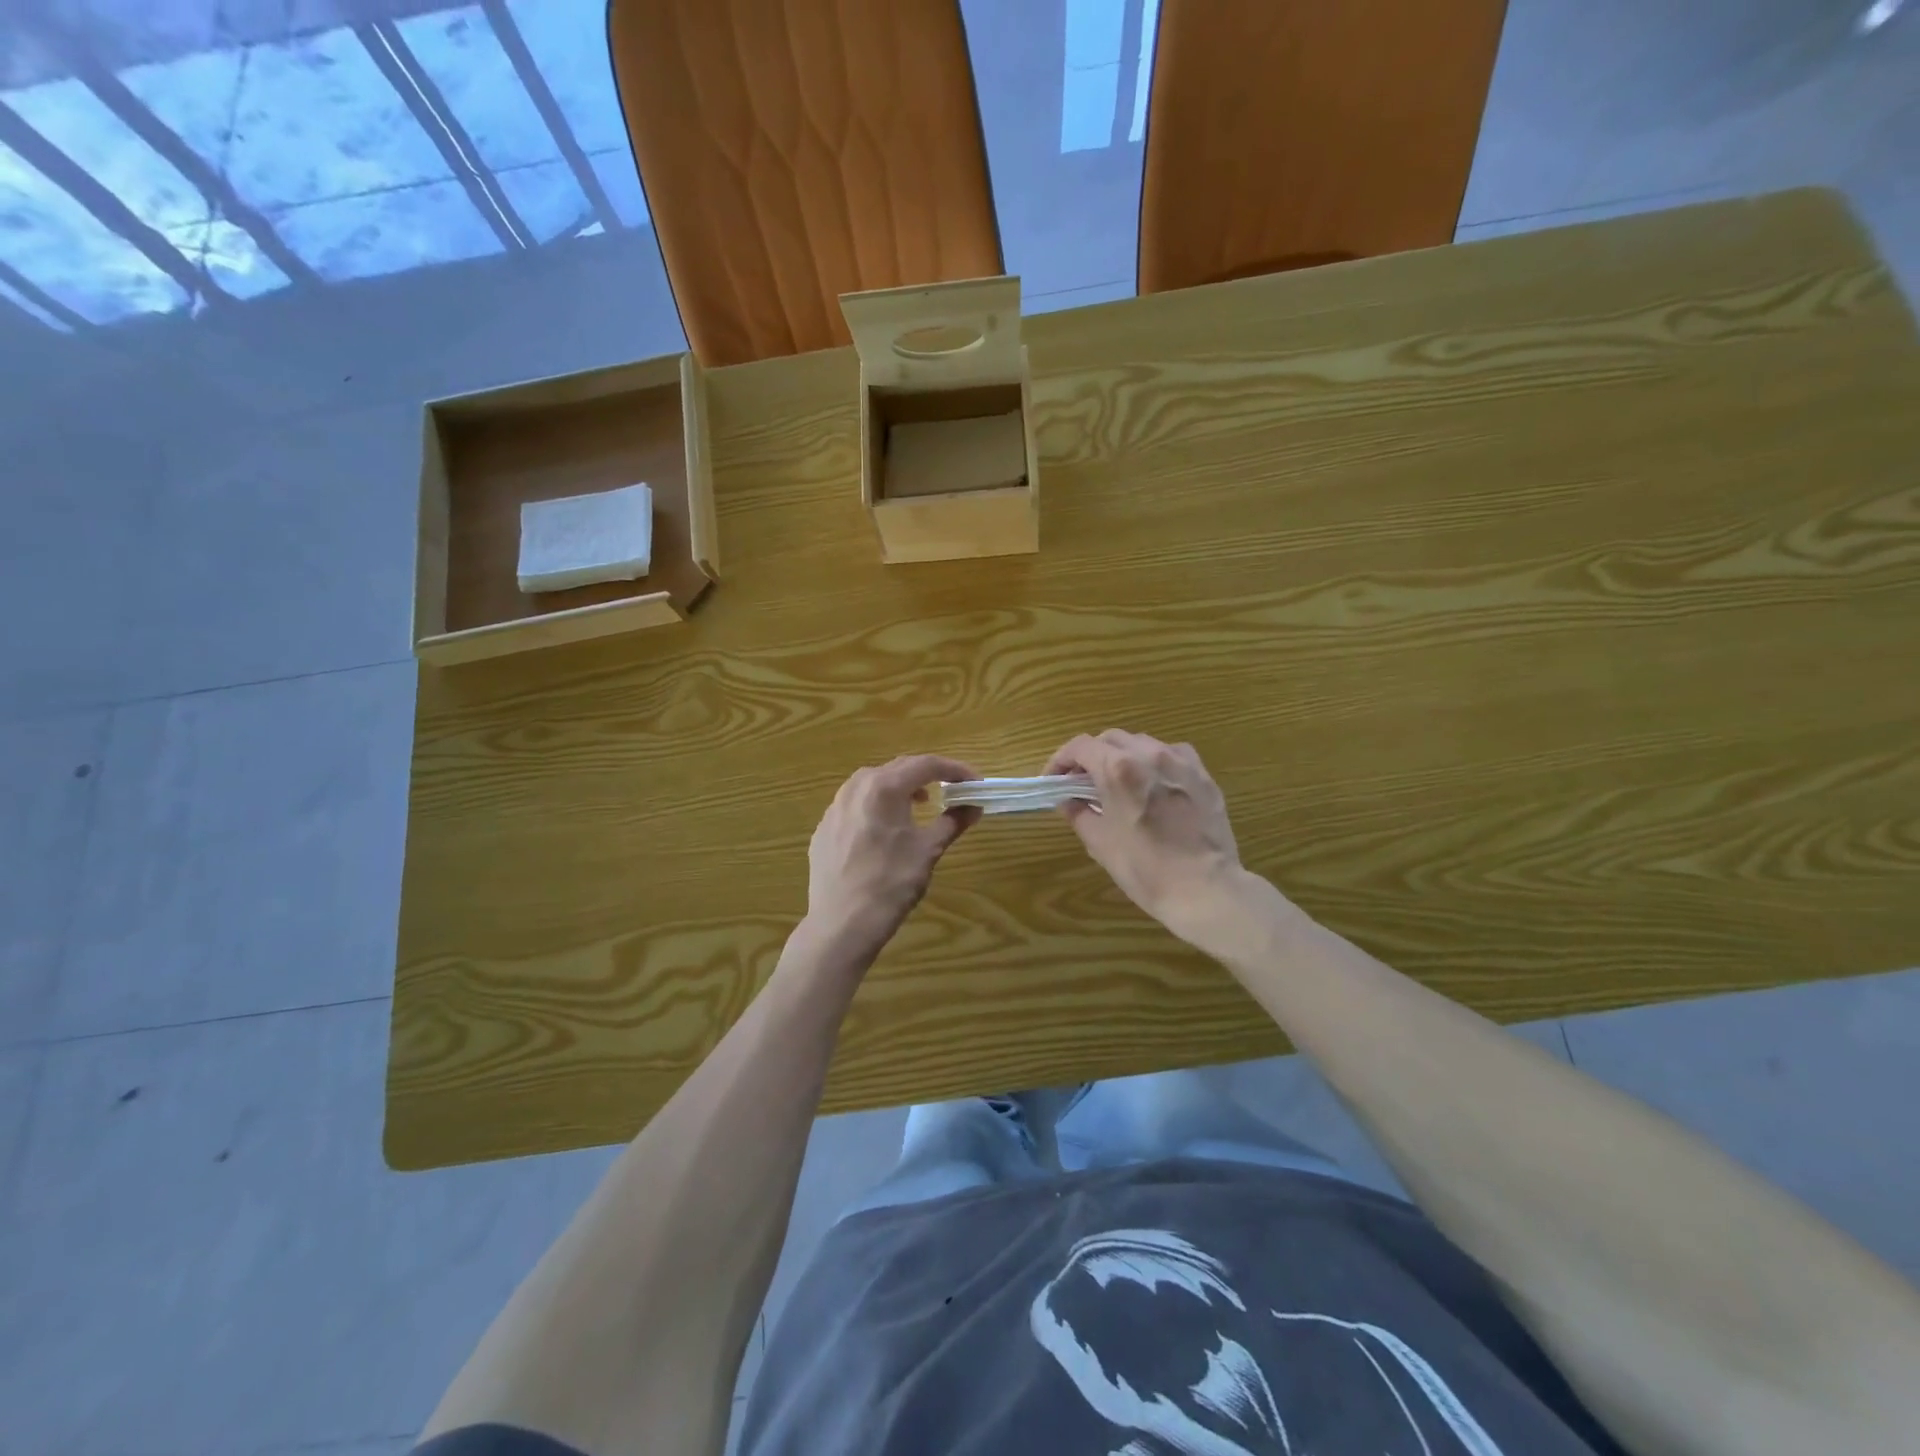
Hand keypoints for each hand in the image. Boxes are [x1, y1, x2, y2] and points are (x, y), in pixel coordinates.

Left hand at [806, 755, 980, 962]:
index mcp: (883, 787)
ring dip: (901, 787)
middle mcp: (855, 787)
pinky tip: (885, 830)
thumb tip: (973, 807)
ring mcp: (834, 807)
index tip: (976, 782)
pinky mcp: (824, 828)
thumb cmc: (891, 884)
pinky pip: (855, 805)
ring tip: (920, 805)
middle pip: (898, 769)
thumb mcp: (928, 850)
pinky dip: (877, 806)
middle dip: (928, 775)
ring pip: (873, 783)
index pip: (926, 764)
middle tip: (953, 790)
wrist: (842, 924)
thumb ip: (952, 821)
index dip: (955, 769)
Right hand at [1044, 730, 1244, 940]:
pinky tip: (1154, 784)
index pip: (1080, 746)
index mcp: (1118, 769)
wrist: (1205, 889)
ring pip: (1142, 743)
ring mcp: (1180, 761)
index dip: (1060, 759)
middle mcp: (1149, 754)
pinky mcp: (1203, 774)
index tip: (1054, 779)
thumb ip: (1079, 813)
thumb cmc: (1145, 869)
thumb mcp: (1100, 843)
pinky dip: (1154, 762)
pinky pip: (1172, 754)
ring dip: (1123, 756)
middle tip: (1082, 782)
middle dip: (1091, 756)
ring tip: (1118, 782)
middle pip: (1110, 739)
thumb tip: (1068, 801)